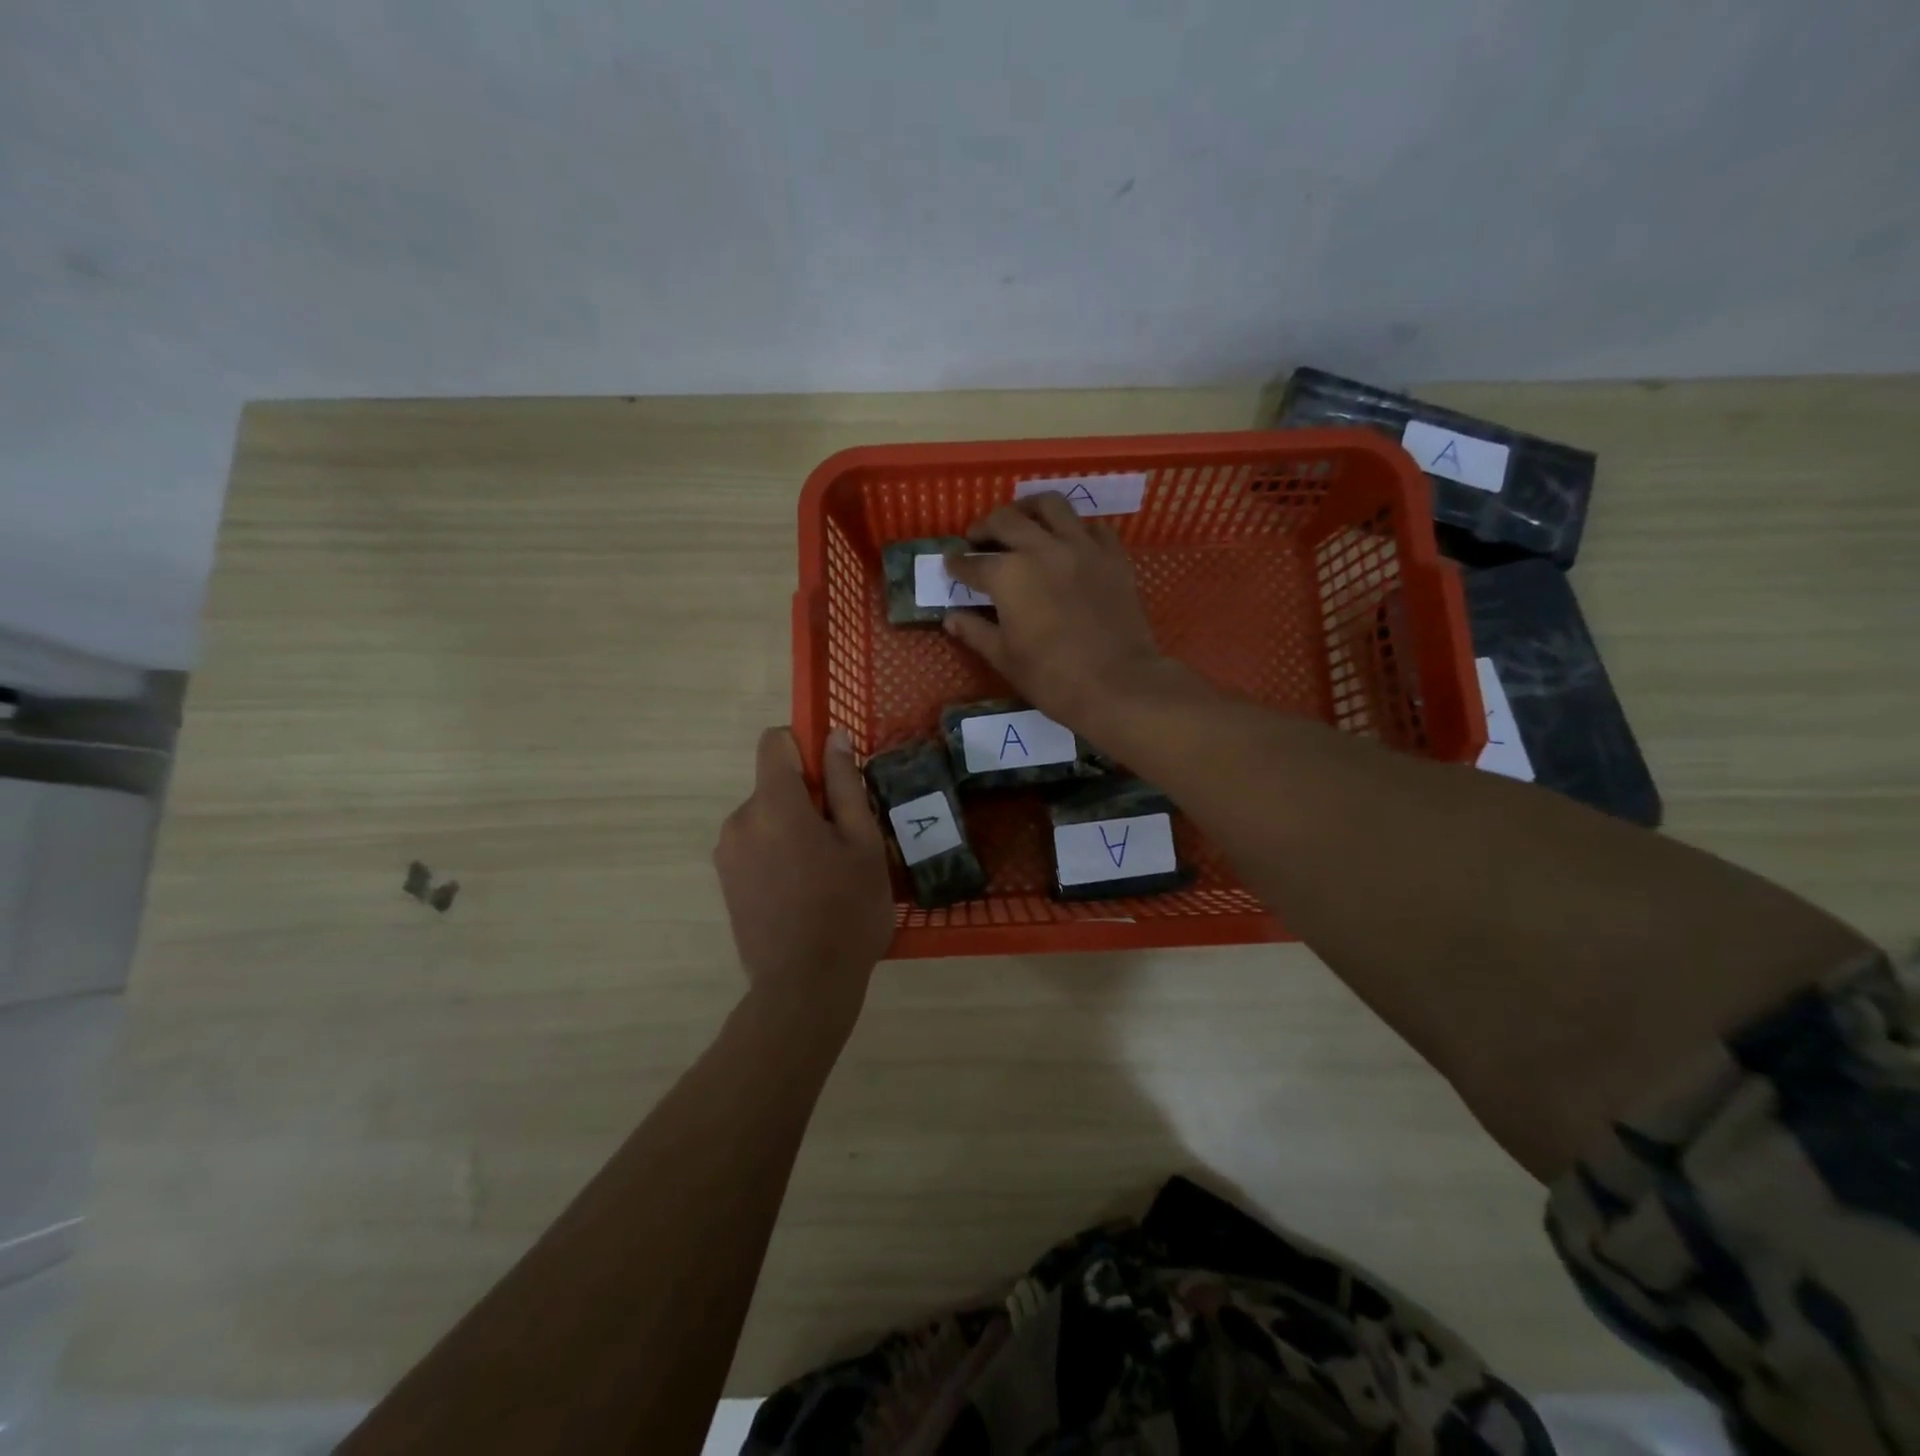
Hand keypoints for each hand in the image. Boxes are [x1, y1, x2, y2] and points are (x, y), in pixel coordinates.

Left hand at [713, 727, 892, 1022]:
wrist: (804, 986)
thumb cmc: (846, 910)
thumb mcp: (862, 843)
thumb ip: (846, 785)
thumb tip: (834, 737)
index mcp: (774, 804)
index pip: (775, 742)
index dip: (805, 747)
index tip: (834, 778)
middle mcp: (739, 820)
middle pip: (775, 785)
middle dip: (807, 799)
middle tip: (844, 841)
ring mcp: (727, 853)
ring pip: (766, 817)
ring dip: (793, 828)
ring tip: (826, 872)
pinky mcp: (725, 881)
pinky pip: (755, 845)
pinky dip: (778, 853)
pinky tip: (803, 891)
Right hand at [944, 493, 1168, 726]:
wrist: (1118, 685)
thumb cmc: (1052, 678)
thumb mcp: (1005, 658)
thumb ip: (976, 631)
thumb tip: (951, 617)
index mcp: (1008, 575)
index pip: (972, 563)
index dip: (957, 564)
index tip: (950, 564)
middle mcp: (1041, 549)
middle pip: (1006, 520)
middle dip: (985, 527)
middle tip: (978, 538)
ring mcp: (1081, 547)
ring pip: (1051, 505)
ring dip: (1029, 509)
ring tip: (1023, 521)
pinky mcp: (1113, 556)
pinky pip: (1092, 527)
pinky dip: (1075, 529)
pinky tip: (1069, 542)